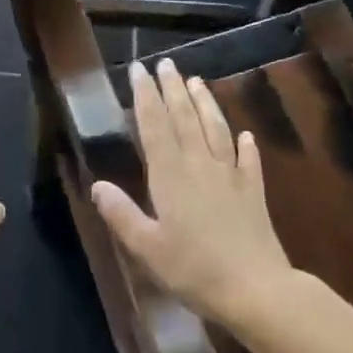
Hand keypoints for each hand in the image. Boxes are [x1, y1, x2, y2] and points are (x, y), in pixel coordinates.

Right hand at [91, 57, 293, 328]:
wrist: (255, 289)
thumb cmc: (194, 270)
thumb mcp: (147, 247)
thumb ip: (121, 214)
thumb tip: (97, 185)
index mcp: (170, 175)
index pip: (154, 125)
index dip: (145, 96)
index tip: (138, 70)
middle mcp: (199, 165)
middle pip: (185, 117)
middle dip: (173, 88)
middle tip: (166, 63)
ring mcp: (230, 175)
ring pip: (216, 129)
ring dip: (205, 103)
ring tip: (197, 81)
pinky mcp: (253, 192)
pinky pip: (249, 161)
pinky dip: (246, 145)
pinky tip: (246, 135)